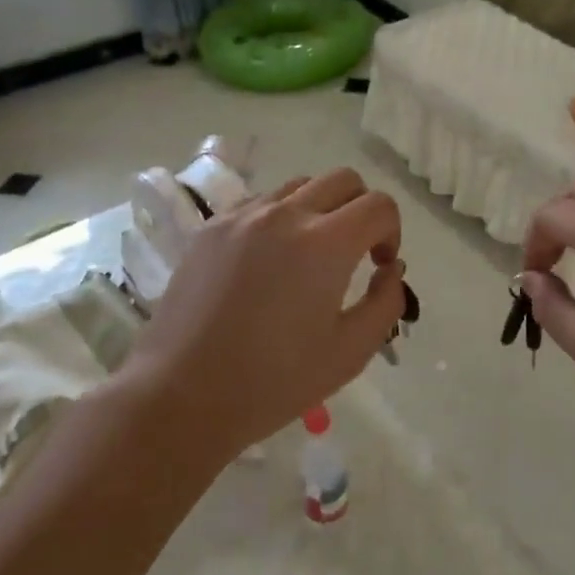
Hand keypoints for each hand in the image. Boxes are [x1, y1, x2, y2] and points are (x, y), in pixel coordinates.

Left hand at [128, 169, 404, 459]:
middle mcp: (286, 214)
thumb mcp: (350, 352)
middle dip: (361, 209)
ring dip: (320, 209)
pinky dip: (280, 217)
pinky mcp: (212, 227)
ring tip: (309, 256)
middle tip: (355, 253)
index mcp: (325, 243)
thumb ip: (386, 302)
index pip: (379, 205)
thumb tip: (390, 268)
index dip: (392, 231)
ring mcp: (243, 216)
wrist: (182, 395)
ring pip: (300, 186)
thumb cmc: (274, 381)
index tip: (380, 265)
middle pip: (344, 180)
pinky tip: (269, 261)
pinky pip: (260, 202)